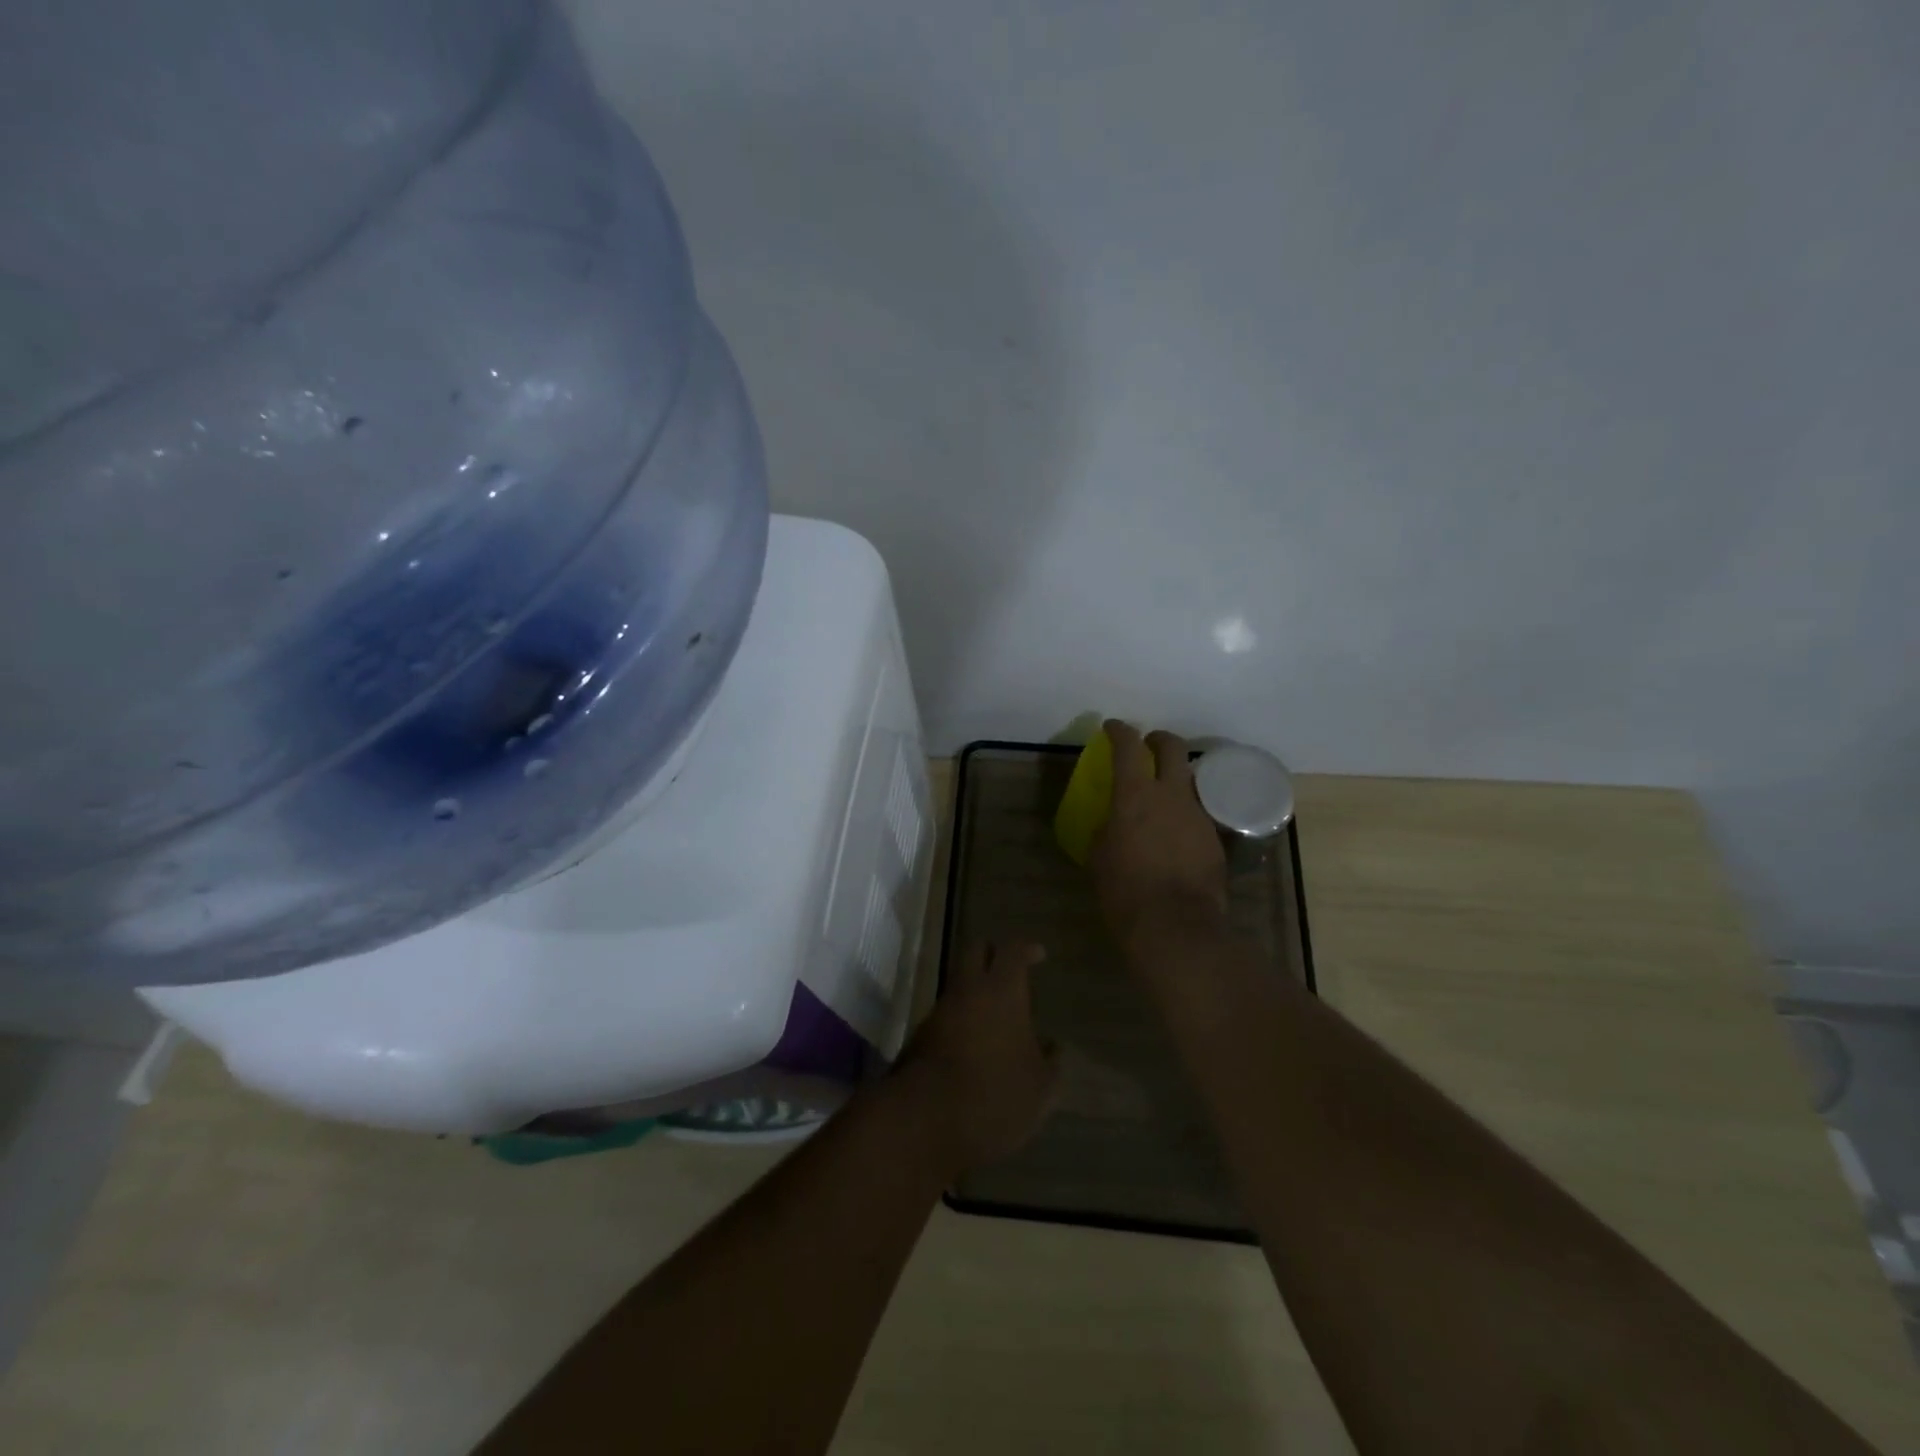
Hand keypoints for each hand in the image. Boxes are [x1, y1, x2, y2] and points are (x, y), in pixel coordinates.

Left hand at [897, 941, 1059, 1174]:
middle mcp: (968, 990)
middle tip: (1011, 971)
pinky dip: (962, 1019)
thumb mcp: (1040, 1088)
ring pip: (959, 984)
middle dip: (994, 954)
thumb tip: (1052, 1046)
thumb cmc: (995, 1096)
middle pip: (976, 951)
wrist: (925, 1121)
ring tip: (997, 1018)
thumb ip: (1050, 1062)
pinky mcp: (920, 1036)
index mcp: (1002, 991)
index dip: (1026, 948)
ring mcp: (939, 1011)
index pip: (1012, 950)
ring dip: (976, 991)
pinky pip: (946, 1015)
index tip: (1038, 954)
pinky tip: (976, 1046)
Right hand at [1091, 720, 1228, 946]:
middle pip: (1173, 747)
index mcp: (1135, 795)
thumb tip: (1111, 825)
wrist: (1176, 925)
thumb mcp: (1099, 857)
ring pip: (1190, 780)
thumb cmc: (1125, 890)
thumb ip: (1105, 831)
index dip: (1119, 731)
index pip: (1128, 746)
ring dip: (1175, 779)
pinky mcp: (1215, 838)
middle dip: (1159, 739)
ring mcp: (1198, 815)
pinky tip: (1176, 834)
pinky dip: (1185, 814)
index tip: (1112, 727)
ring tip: (1163, 797)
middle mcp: (1171, 795)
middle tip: (1148, 746)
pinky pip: (1198, 813)